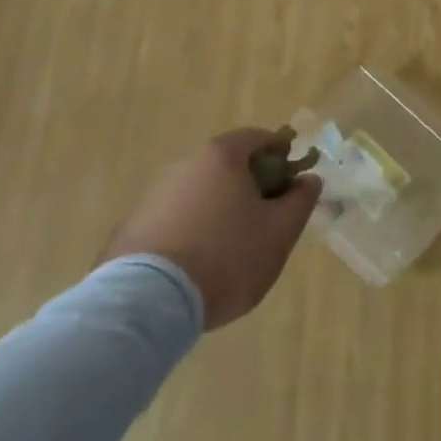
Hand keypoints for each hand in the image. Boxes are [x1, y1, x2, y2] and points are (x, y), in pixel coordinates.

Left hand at [102, 128, 321, 328]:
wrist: (148, 302)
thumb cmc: (226, 257)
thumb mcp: (280, 232)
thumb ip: (300, 201)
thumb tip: (309, 179)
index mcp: (221, 157)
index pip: (257, 137)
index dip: (280, 154)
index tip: (291, 181)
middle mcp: (184, 165)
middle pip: (226, 165)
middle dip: (249, 186)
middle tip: (265, 220)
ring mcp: (153, 195)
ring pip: (199, 194)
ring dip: (218, 210)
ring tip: (229, 250)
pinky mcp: (131, 227)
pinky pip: (173, 220)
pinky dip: (190, 231)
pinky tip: (196, 266)